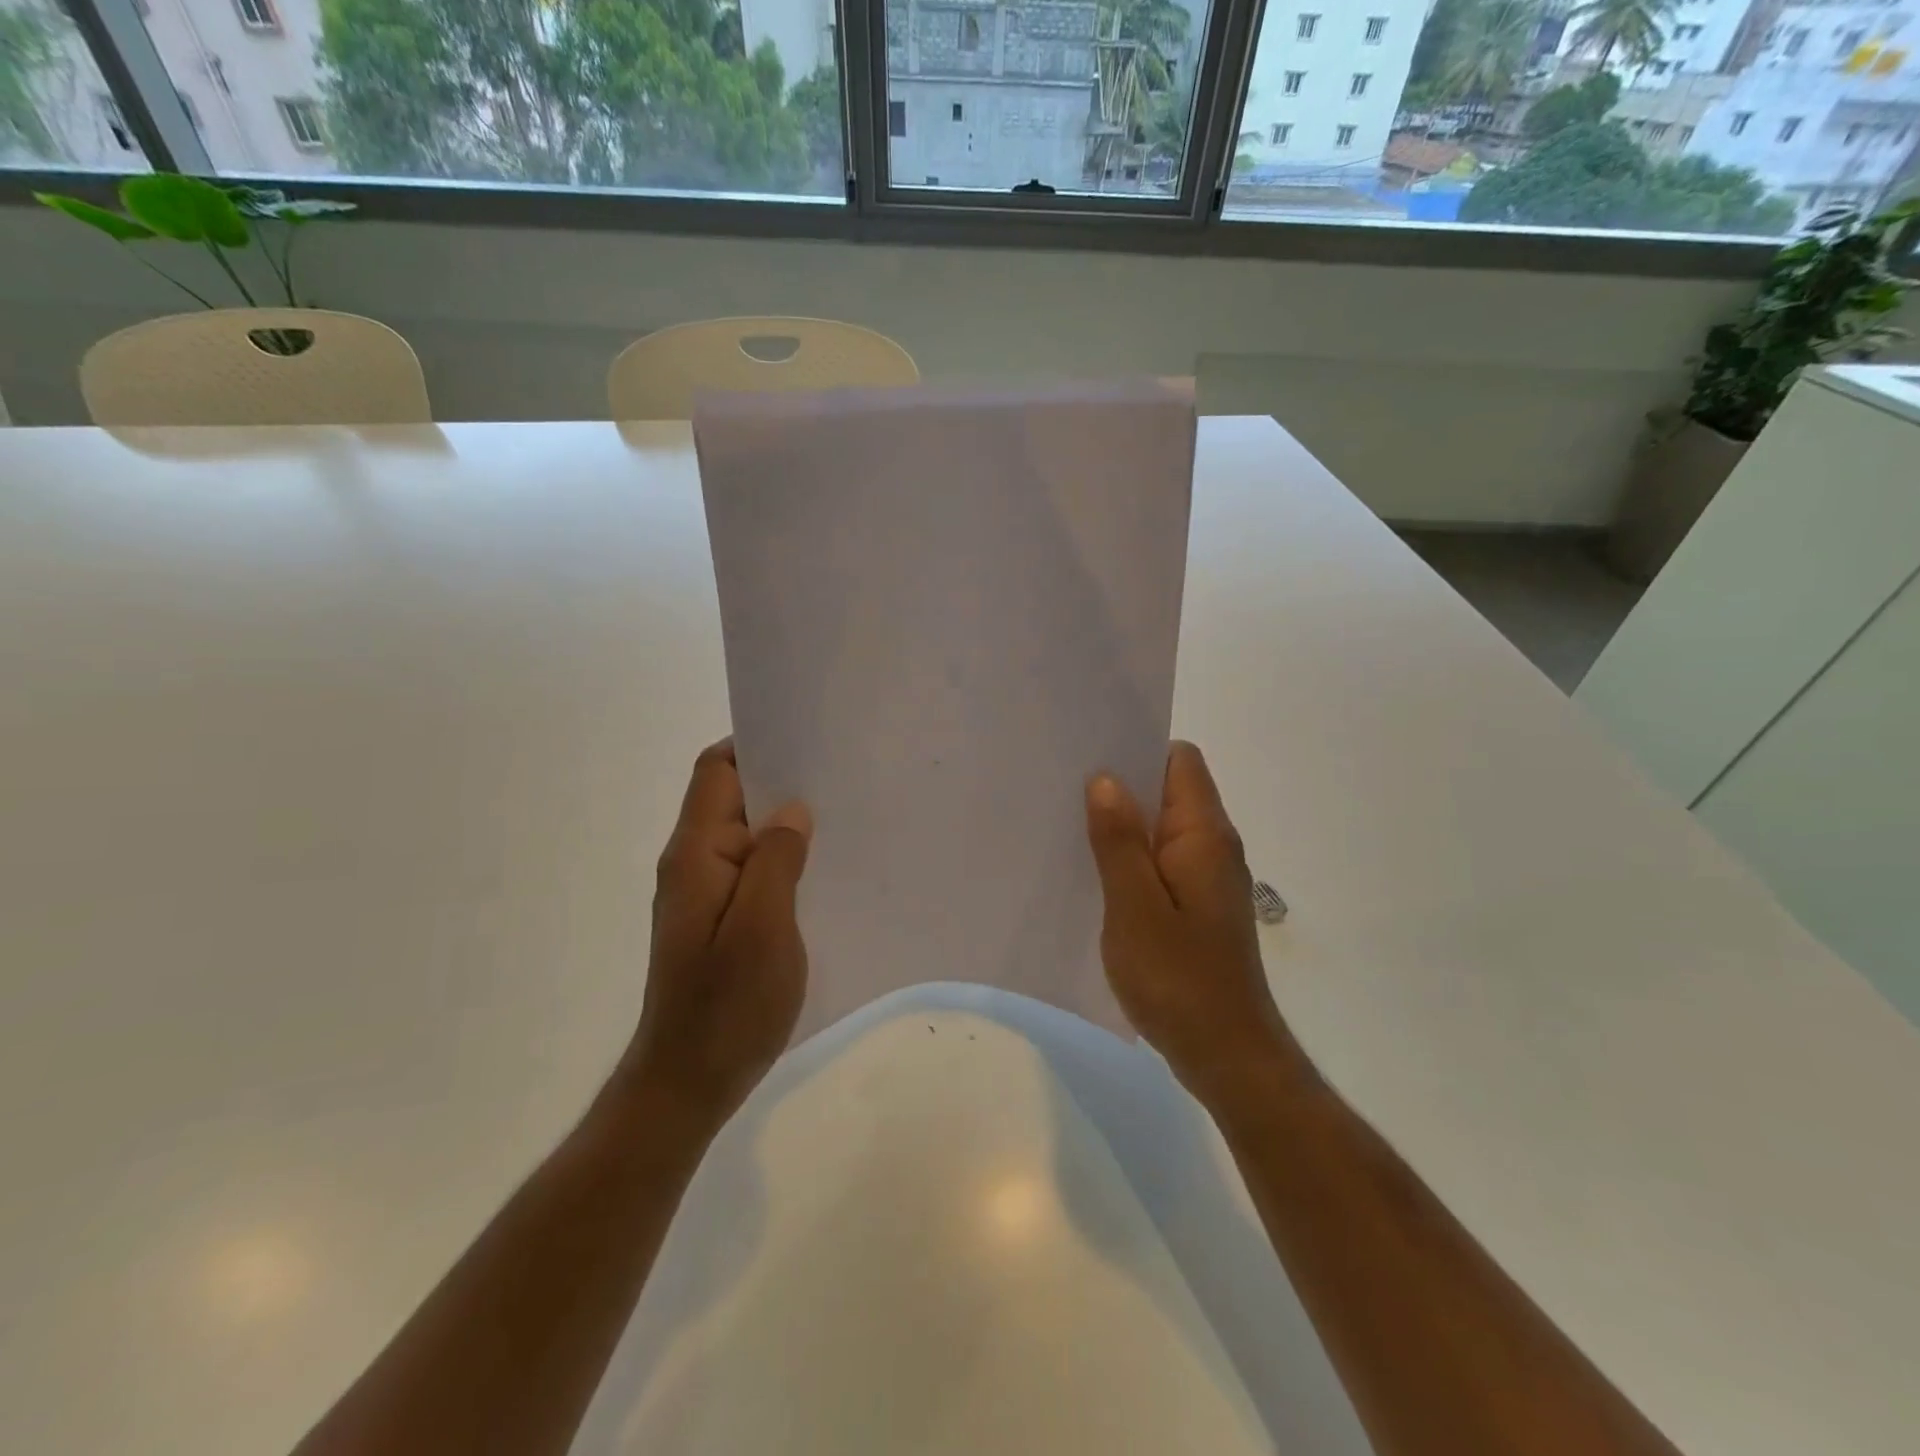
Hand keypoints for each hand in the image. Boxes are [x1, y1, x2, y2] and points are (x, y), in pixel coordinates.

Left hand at [621, 739, 812, 1131]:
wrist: (688, 1082)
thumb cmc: (726, 1006)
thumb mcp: (762, 928)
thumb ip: (776, 860)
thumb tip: (794, 809)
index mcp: (696, 854)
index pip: (716, 771)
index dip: (756, 745)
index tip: (808, 741)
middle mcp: (694, 863)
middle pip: (732, 797)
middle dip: (781, 782)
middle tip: (840, 777)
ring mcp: (705, 893)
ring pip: (747, 835)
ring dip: (786, 823)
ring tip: (842, 817)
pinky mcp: (720, 919)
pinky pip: (753, 870)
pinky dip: (783, 859)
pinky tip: (821, 869)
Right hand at [1085, 741, 1293, 1104]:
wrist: (1227, 1054)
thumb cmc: (1179, 979)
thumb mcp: (1135, 907)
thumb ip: (1119, 841)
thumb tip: (1106, 778)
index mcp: (1203, 835)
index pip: (1180, 761)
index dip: (1138, 749)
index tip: (1090, 756)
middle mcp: (1212, 846)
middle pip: (1169, 790)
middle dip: (1121, 786)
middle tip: (1064, 791)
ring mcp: (1207, 877)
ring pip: (1162, 828)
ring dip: (1123, 825)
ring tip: (1070, 828)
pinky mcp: (1197, 906)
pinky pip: (1161, 862)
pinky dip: (1131, 859)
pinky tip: (1095, 876)